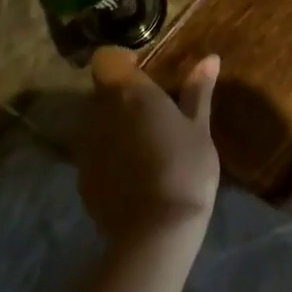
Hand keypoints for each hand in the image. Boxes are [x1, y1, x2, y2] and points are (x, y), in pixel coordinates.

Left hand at [79, 48, 221, 248]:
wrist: (155, 233)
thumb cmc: (185, 169)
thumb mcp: (199, 128)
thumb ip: (198, 90)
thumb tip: (210, 58)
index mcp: (128, 93)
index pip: (107, 58)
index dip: (124, 61)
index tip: (147, 74)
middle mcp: (98, 113)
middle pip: (103, 91)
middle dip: (125, 97)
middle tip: (157, 113)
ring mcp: (86, 147)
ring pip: (98, 122)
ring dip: (116, 126)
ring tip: (147, 146)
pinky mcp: (82, 179)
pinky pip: (95, 153)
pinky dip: (111, 155)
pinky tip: (136, 174)